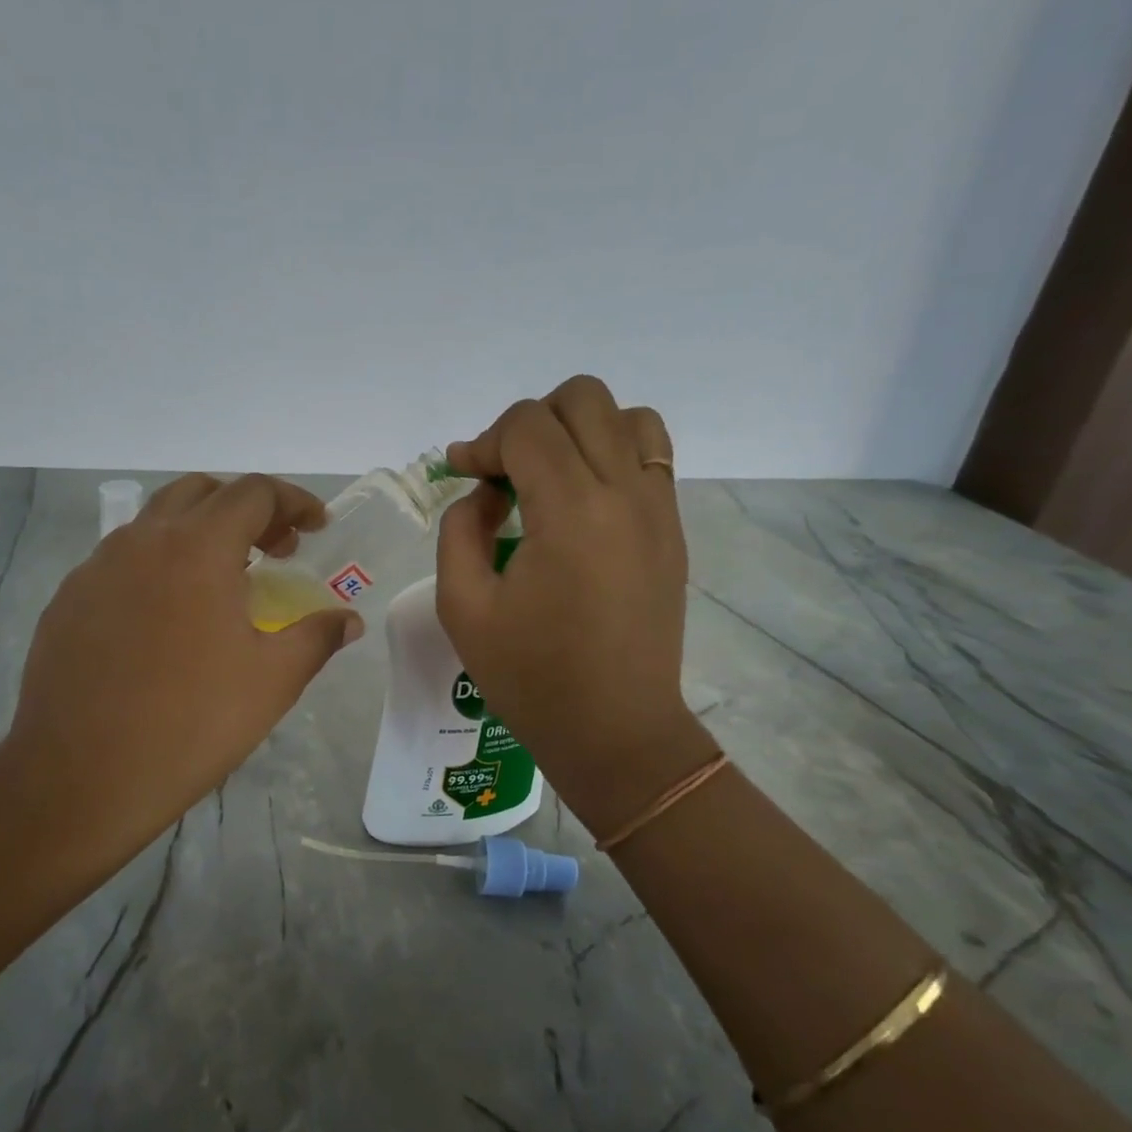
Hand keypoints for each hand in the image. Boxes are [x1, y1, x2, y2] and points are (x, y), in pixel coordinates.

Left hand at [0, 474, 360, 881]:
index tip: (316, 527)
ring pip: (155, 522)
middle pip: (201, 493)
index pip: (253, 492)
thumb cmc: (192, 724)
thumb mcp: (273, 681)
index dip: (293, 501)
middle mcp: (142, 541)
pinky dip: (158, 564)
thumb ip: (317, 637)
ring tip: (224, 581)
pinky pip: (121, 560)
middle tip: (275, 550)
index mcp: (197, 549)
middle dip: (247, 509)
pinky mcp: (68, 600)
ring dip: (199, 532)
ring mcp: (96, 568)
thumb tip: (348, 621)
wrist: (81, 778)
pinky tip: (167, 617)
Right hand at [437, 376, 715, 836]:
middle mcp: (625, 493)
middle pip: (583, 399)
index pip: (527, 425)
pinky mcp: (672, 531)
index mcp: (571, 511)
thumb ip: (459, 529)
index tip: (463, 475)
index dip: (484, 441)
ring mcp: (658, 509)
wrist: (615, 732)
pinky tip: (582, 502)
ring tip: (550, 477)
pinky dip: (613, 454)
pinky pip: (651, 457)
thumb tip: (485, 492)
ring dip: (580, 430)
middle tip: (504, 473)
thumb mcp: (462, 607)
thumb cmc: (531, 678)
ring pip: (628, 417)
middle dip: (530, 422)